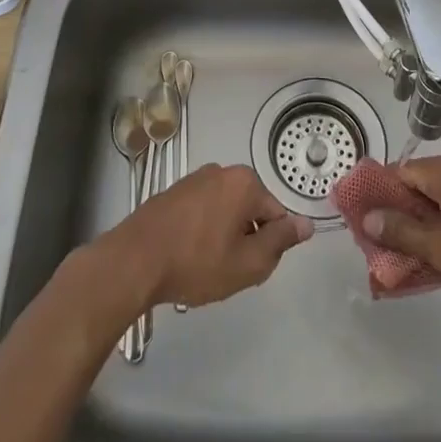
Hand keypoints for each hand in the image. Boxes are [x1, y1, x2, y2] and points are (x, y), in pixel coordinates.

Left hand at [102, 163, 313, 308]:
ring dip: (222, 237)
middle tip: (227, 270)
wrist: (135, 260)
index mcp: (245, 183)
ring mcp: (195, 179)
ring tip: (203, 266)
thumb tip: (306, 224)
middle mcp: (222, 171)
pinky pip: (202, 211)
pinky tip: (186, 256)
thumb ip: (281, 242)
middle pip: (250, 210)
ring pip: (225, 212)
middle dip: (245, 240)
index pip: (276, 215)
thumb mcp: (248, 263)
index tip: (247, 268)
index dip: (268, 247)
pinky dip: (201, 232)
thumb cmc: (196, 262)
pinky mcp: (174, 192)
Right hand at [360, 157, 440, 299]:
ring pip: (439, 193)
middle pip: (419, 181)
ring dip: (424, 216)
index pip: (400, 171)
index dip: (381, 193)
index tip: (369, 218)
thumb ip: (403, 233)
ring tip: (412, 247)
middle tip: (387, 238)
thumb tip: (368, 219)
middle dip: (402, 209)